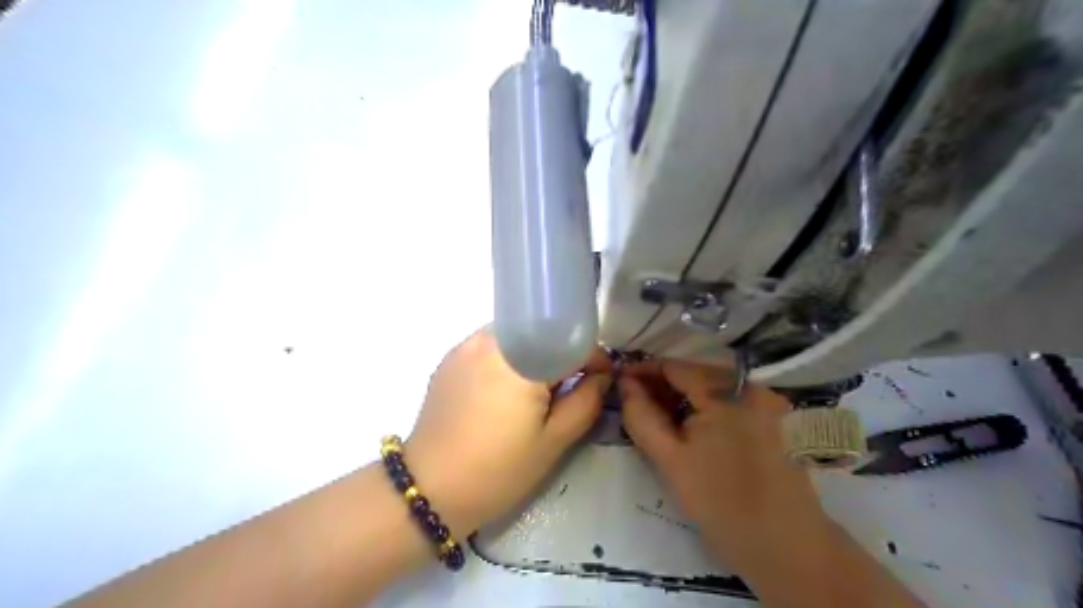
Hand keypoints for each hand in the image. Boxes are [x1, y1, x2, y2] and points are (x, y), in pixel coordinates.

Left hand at [403, 327, 606, 535]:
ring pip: (517, 337)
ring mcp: (466, 346)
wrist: (429, 489)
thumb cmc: (498, 470)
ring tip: (536, 391)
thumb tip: (603, 376)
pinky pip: (491, 346)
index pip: (570, 340)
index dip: (594, 357)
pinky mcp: (450, 357)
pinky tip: (505, 391)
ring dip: (535, 354)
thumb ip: (586, 401)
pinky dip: (509, 359)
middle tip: (569, 388)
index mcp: (521, 360)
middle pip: (542, 332)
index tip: (601, 378)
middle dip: (563, 354)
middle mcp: (492, 340)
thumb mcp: (553, 442)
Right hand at [616, 362, 830, 574]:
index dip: (641, 371)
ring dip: (678, 398)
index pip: (674, 365)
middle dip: (659, 385)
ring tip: (651, 415)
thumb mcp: (669, 460)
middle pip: (692, 374)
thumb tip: (624, 384)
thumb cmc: (721, 504)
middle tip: (630, 402)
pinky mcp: (769, 418)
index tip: (617, 383)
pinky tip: (683, 425)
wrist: (785, 549)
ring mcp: (763, 401)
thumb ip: (641, 416)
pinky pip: (725, 402)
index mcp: (726, 390)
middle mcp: (748, 385)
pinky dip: (700, 408)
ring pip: (708, 388)